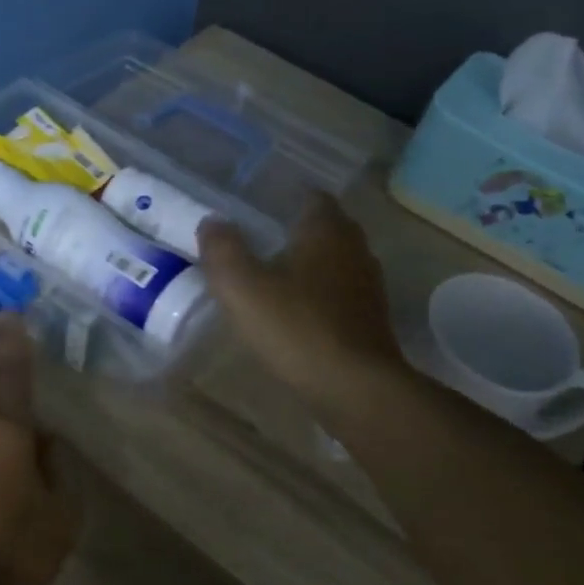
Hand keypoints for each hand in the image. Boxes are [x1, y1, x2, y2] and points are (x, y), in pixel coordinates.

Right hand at [197, 194, 406, 420]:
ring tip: (275, 279)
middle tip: (260, 243)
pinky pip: (342, 294)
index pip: (312, 197)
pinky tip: (298, 314)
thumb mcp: (243, 289)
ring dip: (310, 266)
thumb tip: (211, 222)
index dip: (286, 199)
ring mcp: (368, 286)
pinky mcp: (372, 319)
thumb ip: (223, 251)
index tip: (259, 210)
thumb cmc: (297, 328)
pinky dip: (321, 296)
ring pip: (336, 262)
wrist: (355, 387)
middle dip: (297, 232)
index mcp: (327, 231)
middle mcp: (355, 249)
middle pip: (326, 229)